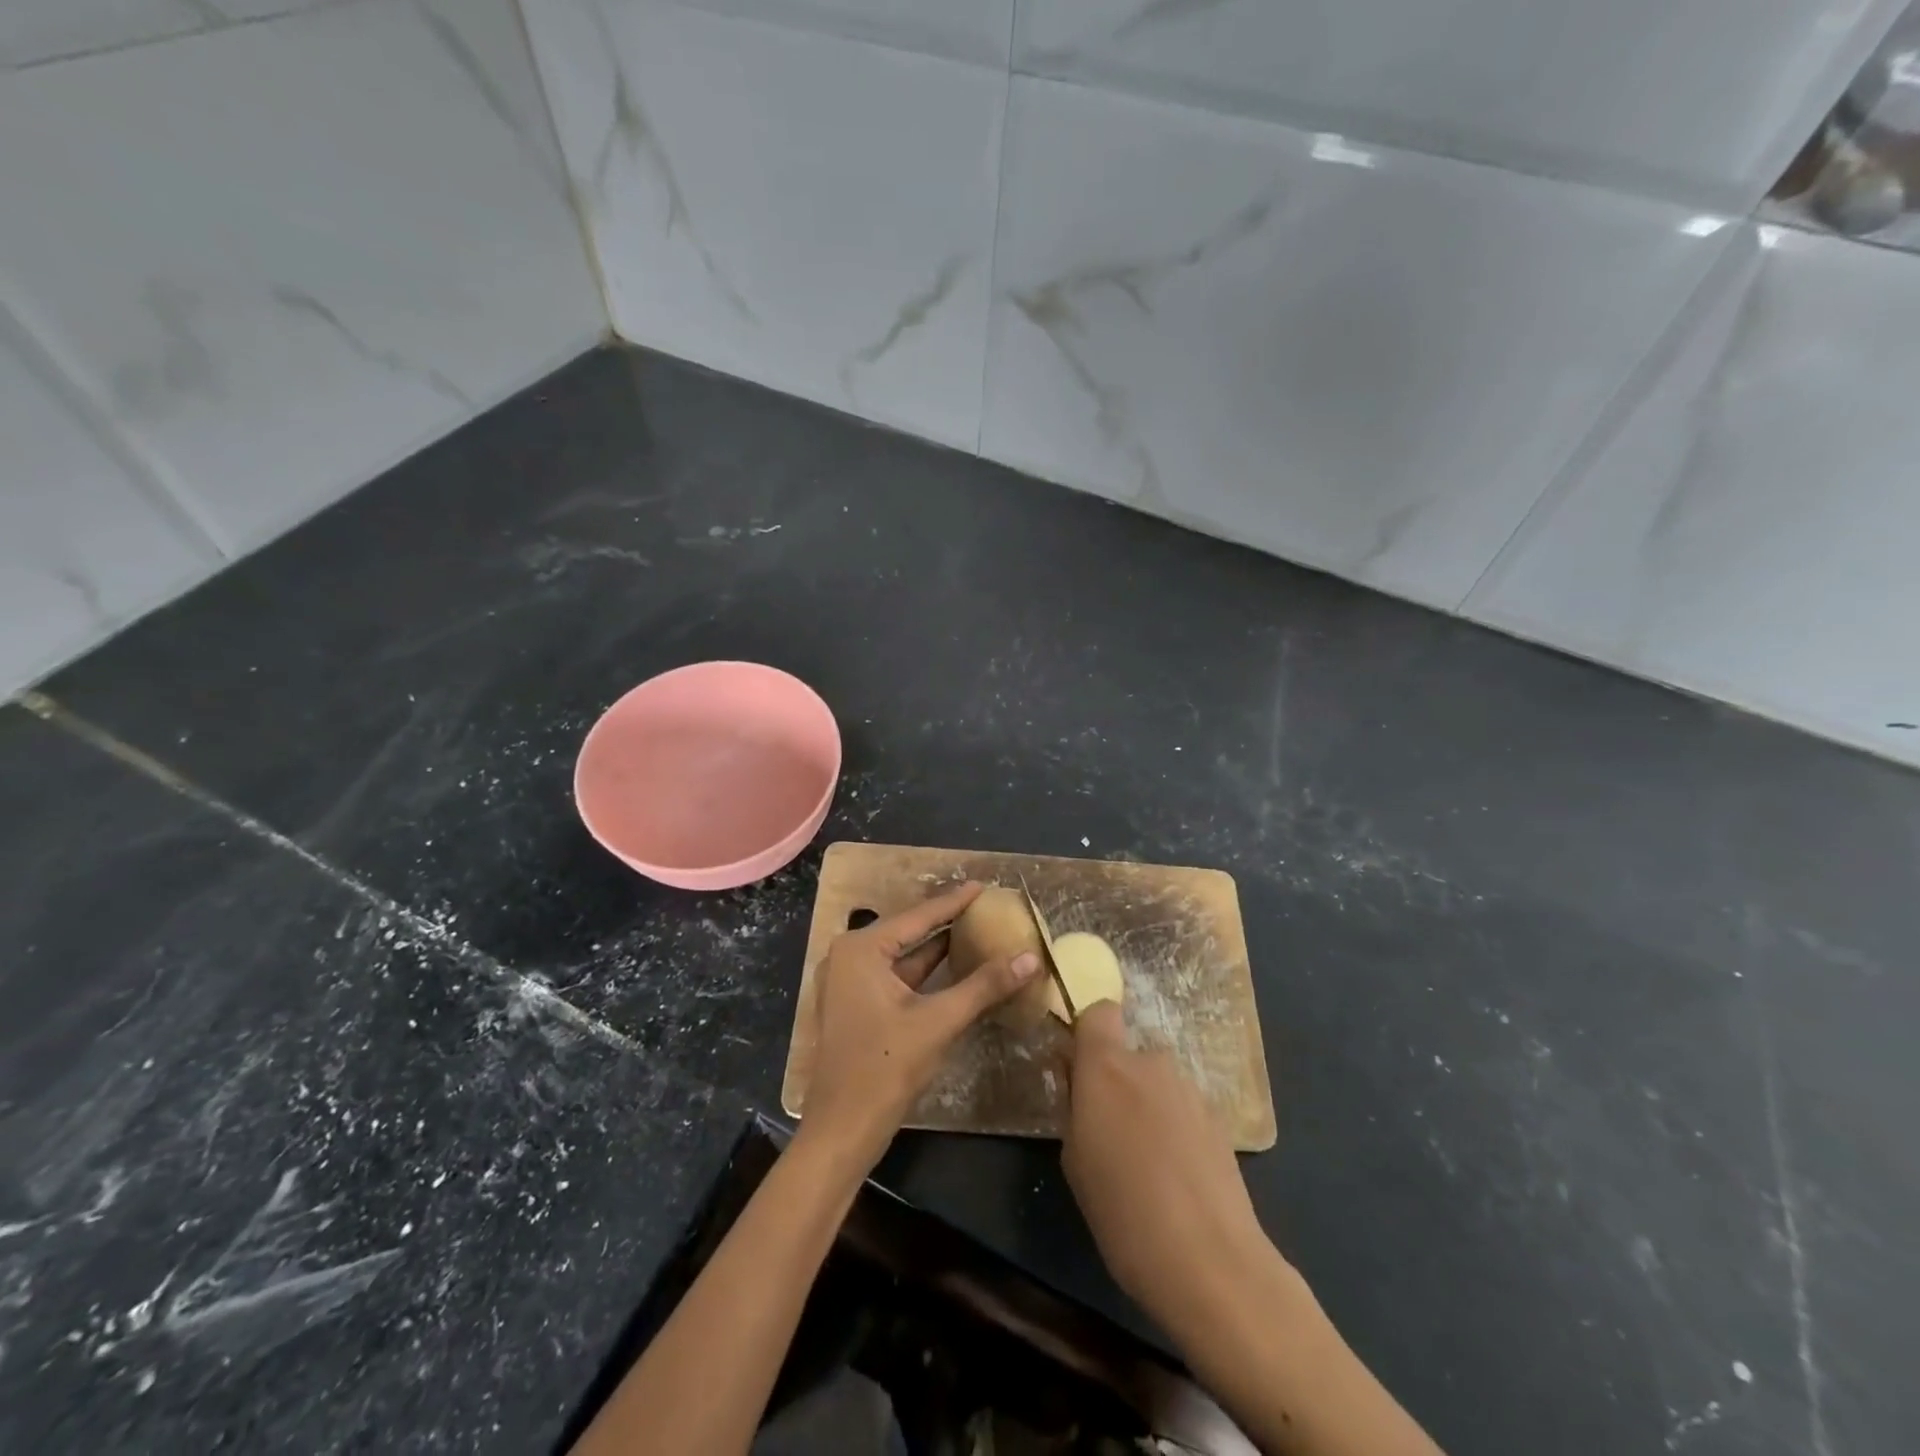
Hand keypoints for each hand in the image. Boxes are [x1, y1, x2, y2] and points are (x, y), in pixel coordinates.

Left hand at [801, 881, 1040, 1172]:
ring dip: (938, 948)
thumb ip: (984, 986)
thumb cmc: (885, 1068)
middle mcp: (850, 956)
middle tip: (985, 907)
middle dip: (946, 922)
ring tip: (976, 930)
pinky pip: (897, 977)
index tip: (983, 885)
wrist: (842, 1131)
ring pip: (904, 956)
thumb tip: (1029, 958)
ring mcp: (850, 983)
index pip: (918, 917)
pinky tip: (956, 967)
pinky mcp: (857, 1006)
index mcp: (861, 949)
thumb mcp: (938, 1022)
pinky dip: (926, 973)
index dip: (953, 902)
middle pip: (908, 932)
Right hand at [1062, 1003, 1272, 1334]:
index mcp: (1107, 1066)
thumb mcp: (1074, 1159)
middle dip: (1116, 1083)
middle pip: (1128, 1055)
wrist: (1212, 1263)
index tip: (1078, 1070)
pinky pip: (1182, 1110)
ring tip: (1146, 1165)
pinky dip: (1174, 1129)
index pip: (1098, 1012)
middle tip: (1108, 1133)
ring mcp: (1190, 1090)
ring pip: (1156, 1084)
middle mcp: (1151, 1064)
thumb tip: (1079, 1081)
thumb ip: (1074, 1106)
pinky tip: (1176, 1179)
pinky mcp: (1220, 1120)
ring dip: (1146, 1107)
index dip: (1088, 1033)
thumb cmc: (1123, 1211)